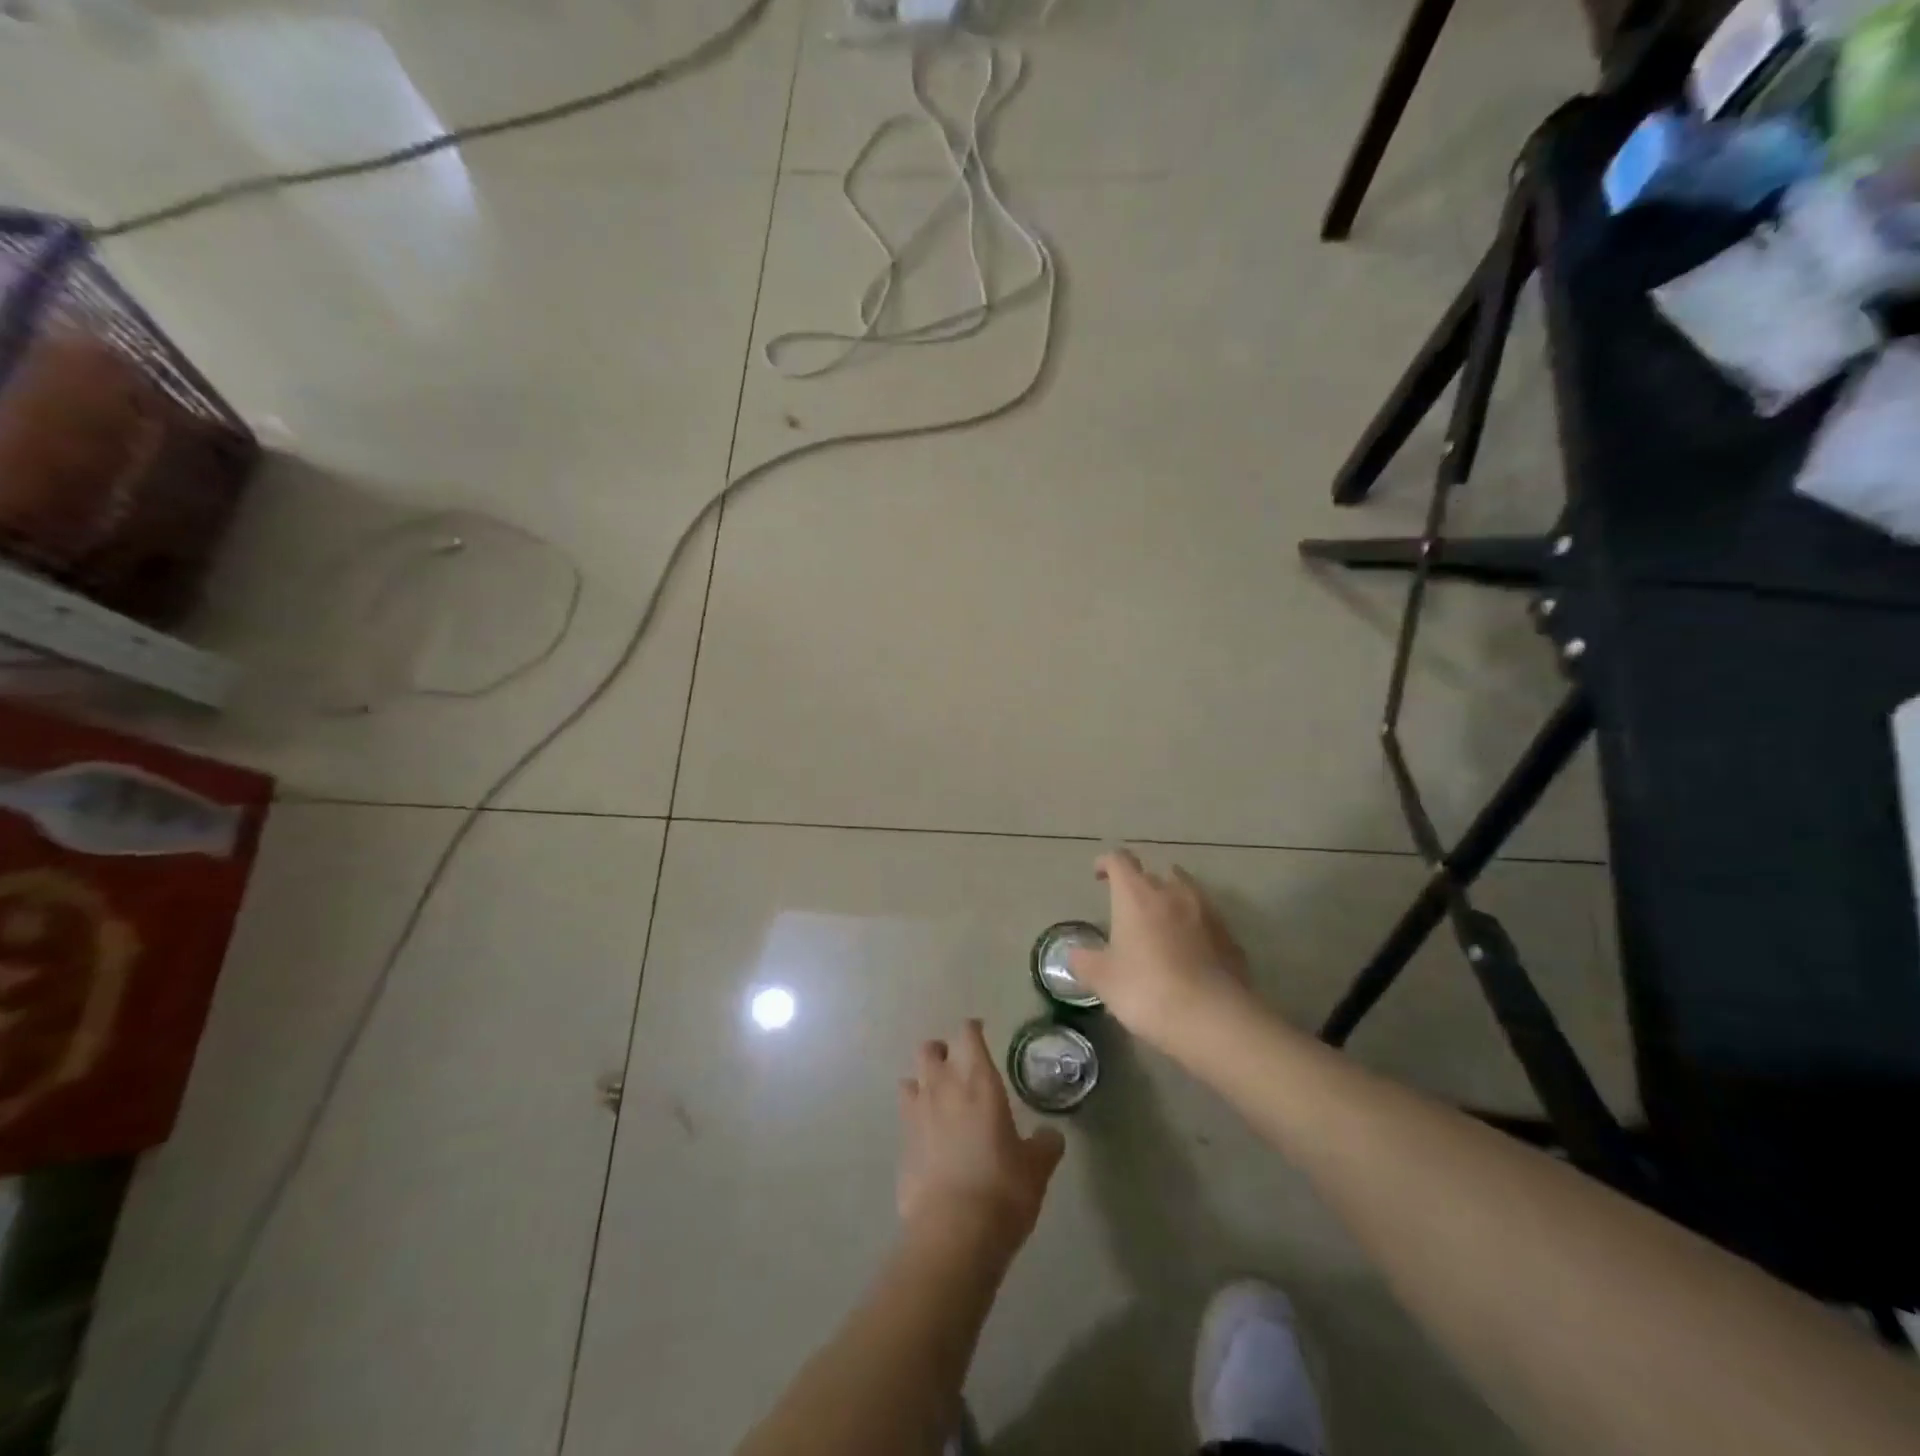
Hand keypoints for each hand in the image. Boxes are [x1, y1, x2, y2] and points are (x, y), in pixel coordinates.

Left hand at [897, 1020, 1065, 1250]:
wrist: (953, 1232)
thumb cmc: (1002, 1189)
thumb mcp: (1036, 1168)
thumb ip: (1044, 1145)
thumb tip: (1050, 1136)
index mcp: (978, 1080)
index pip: (968, 1035)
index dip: (973, 1030)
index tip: (980, 1032)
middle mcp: (943, 1086)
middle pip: (930, 1049)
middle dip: (942, 1051)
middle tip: (958, 1066)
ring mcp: (917, 1113)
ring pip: (911, 1078)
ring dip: (923, 1081)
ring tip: (939, 1098)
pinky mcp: (901, 1143)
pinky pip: (905, 1115)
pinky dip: (915, 1116)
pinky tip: (928, 1135)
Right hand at [1067, 849, 1258, 1053]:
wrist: (1215, 1019)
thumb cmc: (1148, 990)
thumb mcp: (1104, 980)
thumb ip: (1085, 962)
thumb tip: (1075, 954)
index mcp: (1137, 895)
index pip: (1119, 861)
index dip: (1107, 863)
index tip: (1099, 875)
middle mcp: (1173, 892)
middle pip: (1155, 872)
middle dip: (1141, 884)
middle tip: (1130, 908)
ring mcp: (1207, 912)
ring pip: (1186, 891)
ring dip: (1171, 900)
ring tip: (1161, 925)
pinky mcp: (1230, 936)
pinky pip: (1206, 920)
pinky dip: (1195, 926)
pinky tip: (1189, 952)